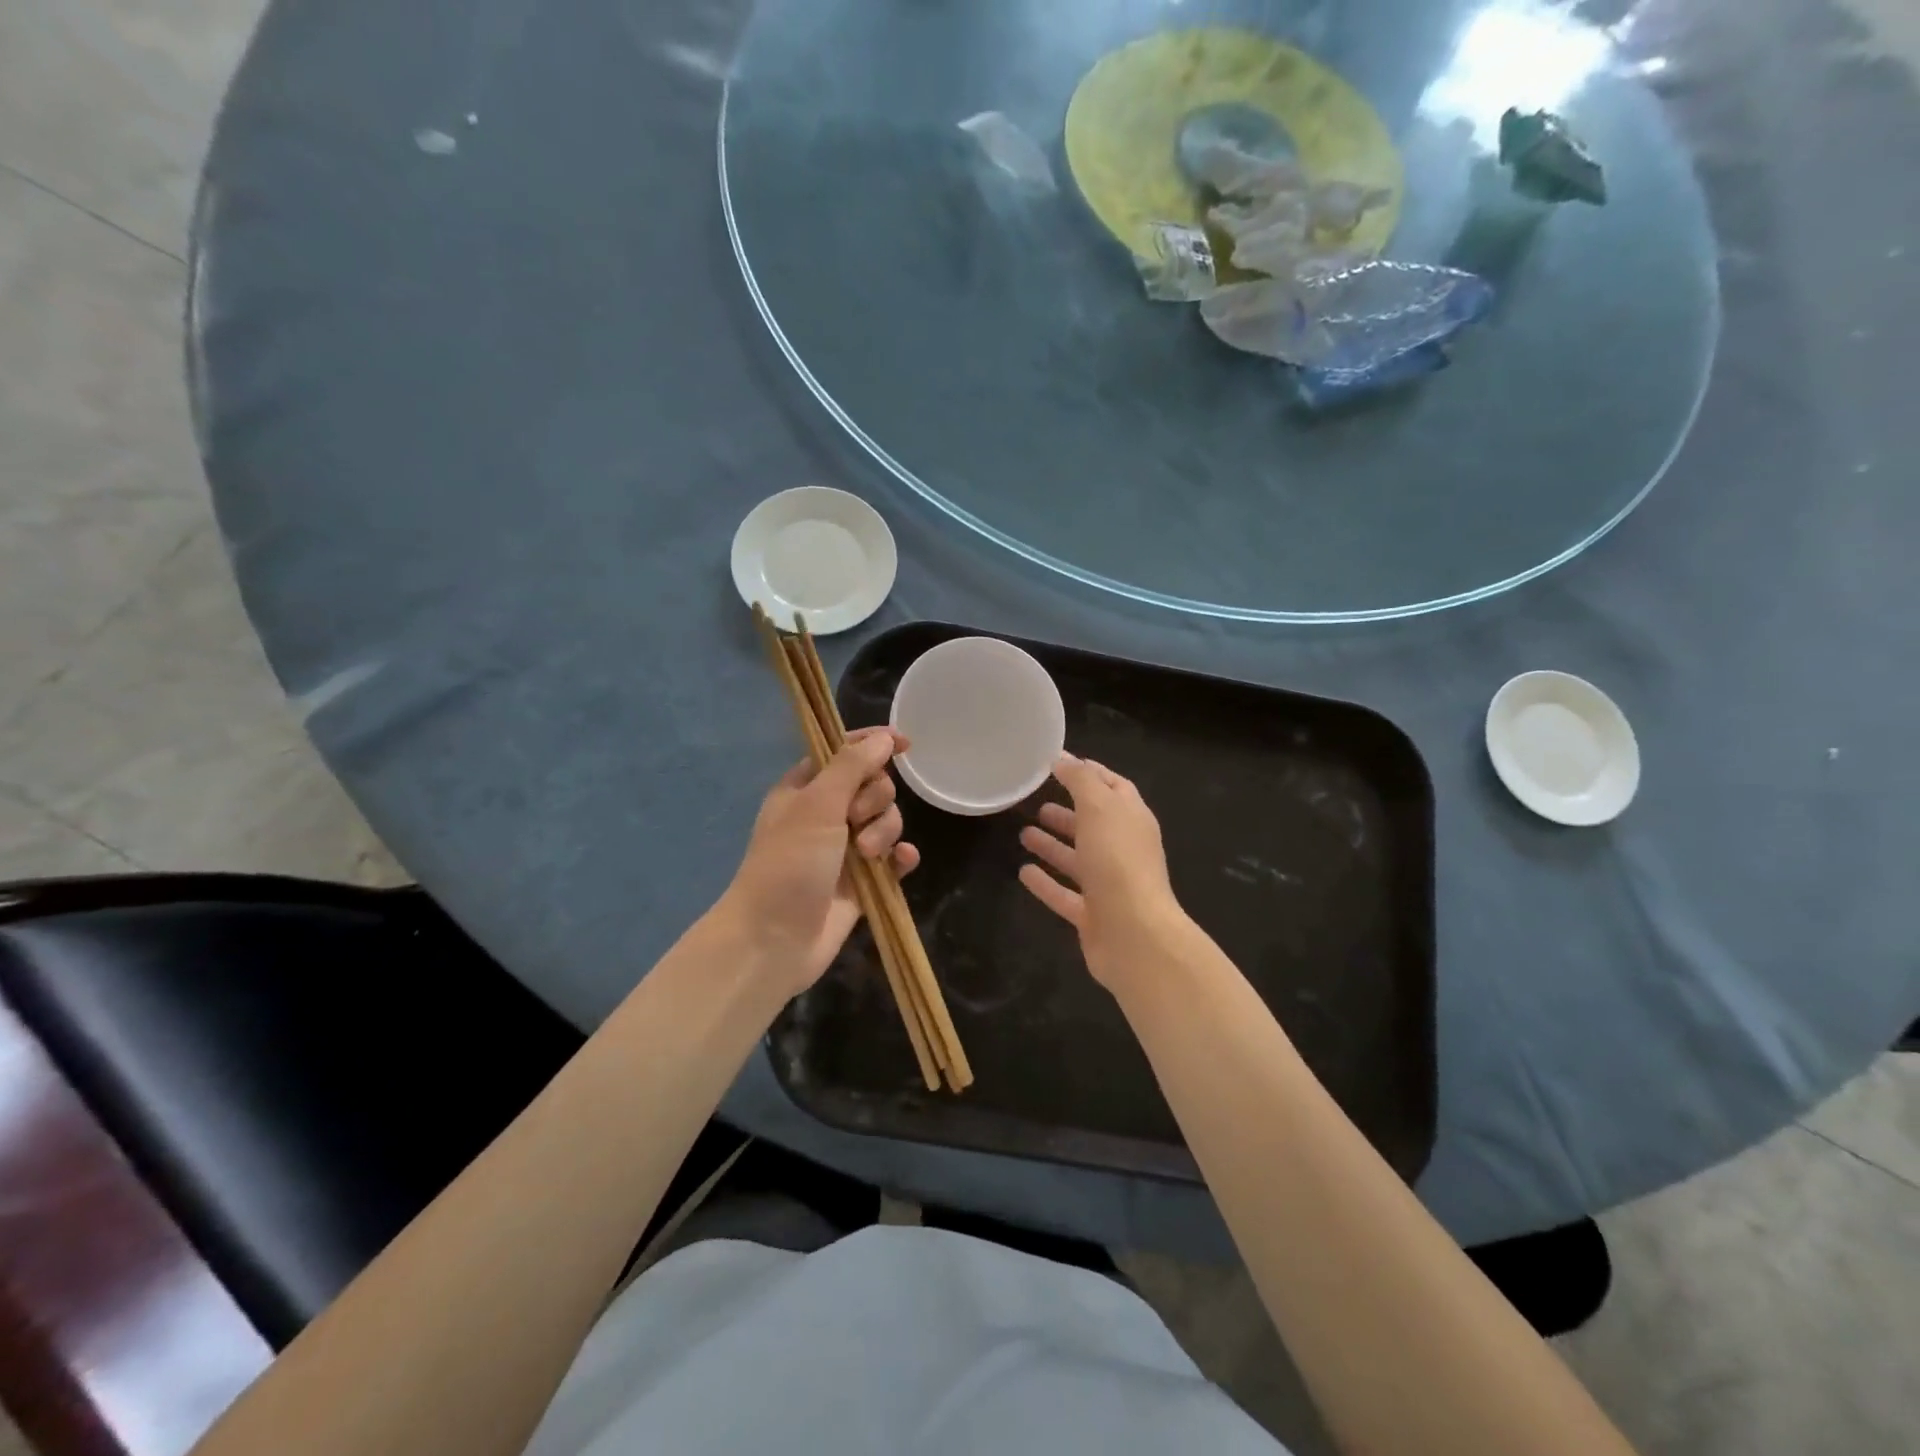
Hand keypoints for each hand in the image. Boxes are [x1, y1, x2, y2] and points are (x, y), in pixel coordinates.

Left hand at [718, 727, 919, 998]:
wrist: (774, 940)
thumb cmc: (788, 864)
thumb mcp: (817, 805)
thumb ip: (852, 766)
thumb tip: (884, 737)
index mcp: (805, 789)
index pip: (844, 752)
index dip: (873, 744)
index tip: (903, 744)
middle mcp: (826, 815)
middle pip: (874, 786)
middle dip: (876, 800)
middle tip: (856, 821)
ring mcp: (845, 850)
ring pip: (887, 821)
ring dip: (885, 832)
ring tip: (867, 856)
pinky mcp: (863, 882)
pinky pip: (894, 858)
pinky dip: (900, 857)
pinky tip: (902, 862)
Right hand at [1018, 754, 1192, 990]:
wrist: (1135, 936)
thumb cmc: (1118, 862)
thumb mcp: (1099, 807)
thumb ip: (1081, 780)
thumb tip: (1063, 759)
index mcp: (1132, 820)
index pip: (1113, 787)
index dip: (1089, 773)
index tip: (1060, 763)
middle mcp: (1124, 850)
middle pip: (1094, 825)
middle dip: (1068, 813)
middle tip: (1037, 803)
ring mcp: (1109, 886)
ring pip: (1078, 860)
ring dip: (1053, 846)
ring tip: (1023, 833)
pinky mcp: (1093, 916)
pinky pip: (1065, 894)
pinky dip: (1046, 883)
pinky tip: (1022, 872)